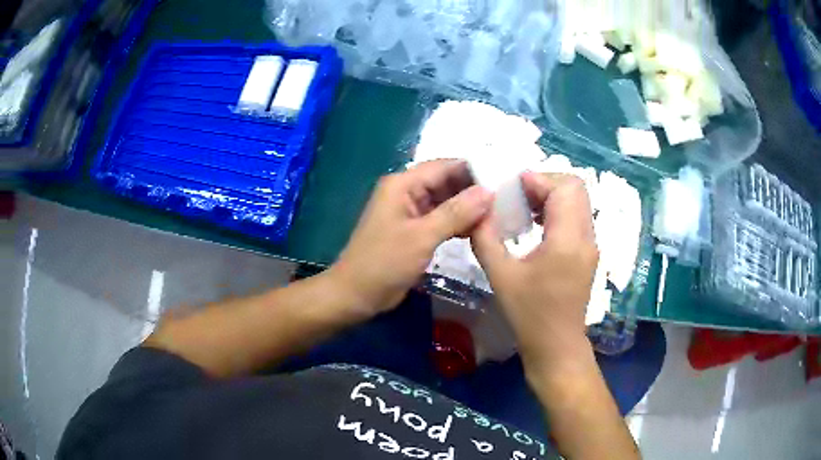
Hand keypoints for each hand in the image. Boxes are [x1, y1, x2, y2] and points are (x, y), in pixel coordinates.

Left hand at [330, 159, 492, 314]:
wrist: (356, 294)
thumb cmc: (384, 262)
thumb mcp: (422, 236)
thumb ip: (456, 212)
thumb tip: (489, 192)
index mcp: (403, 184)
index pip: (444, 167)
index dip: (473, 170)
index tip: (503, 178)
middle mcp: (407, 192)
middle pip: (447, 182)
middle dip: (474, 190)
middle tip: (507, 198)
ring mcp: (411, 212)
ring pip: (446, 202)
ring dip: (469, 207)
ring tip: (500, 213)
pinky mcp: (415, 230)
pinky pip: (442, 219)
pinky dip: (459, 223)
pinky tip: (481, 229)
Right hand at [470, 172, 598, 373]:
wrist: (556, 345)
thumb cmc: (529, 314)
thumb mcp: (501, 276)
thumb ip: (486, 238)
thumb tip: (478, 210)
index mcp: (568, 240)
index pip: (565, 188)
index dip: (539, 179)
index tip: (512, 186)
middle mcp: (586, 237)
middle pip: (576, 188)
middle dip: (546, 183)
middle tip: (518, 194)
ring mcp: (590, 245)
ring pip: (578, 202)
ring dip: (552, 196)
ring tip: (525, 207)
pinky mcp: (588, 253)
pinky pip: (577, 218)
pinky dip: (558, 211)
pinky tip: (535, 225)